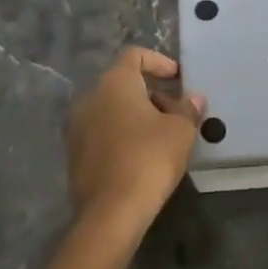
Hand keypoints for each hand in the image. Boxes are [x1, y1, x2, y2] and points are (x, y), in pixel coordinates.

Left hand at [65, 47, 204, 226]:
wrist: (111, 213)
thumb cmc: (149, 159)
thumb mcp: (180, 131)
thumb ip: (188, 108)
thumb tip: (193, 98)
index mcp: (114, 83)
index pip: (134, 55)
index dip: (158, 61)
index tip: (177, 78)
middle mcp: (90, 97)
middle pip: (123, 83)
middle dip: (151, 93)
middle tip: (175, 113)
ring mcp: (77, 126)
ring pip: (111, 108)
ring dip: (136, 115)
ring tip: (162, 136)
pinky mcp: (74, 153)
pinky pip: (102, 131)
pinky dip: (121, 134)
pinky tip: (141, 156)